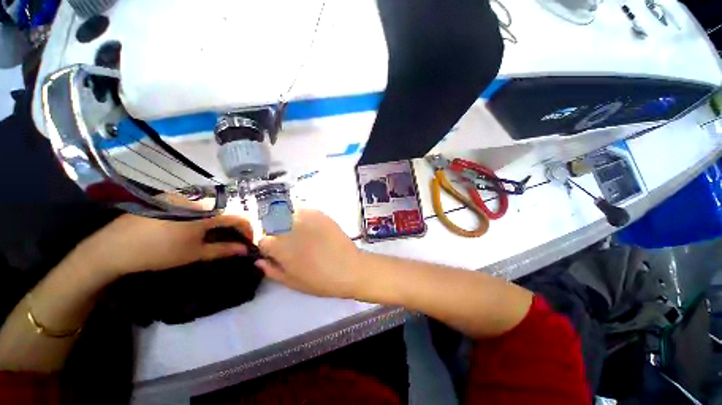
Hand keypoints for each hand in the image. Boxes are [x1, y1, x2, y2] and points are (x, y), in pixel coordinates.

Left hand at [71, 213, 253, 276]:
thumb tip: (245, 250)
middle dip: (237, 224)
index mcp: (206, 211)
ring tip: (220, 233)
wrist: (115, 247)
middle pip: (229, 208)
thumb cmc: (158, 252)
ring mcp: (185, 194)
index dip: (249, 229)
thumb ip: (224, 249)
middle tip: (236, 238)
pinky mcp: (174, 195)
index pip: (240, 216)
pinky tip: (201, 224)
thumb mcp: (194, 253)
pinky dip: (209, 213)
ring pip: (216, 204)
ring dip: (223, 218)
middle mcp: (199, 197)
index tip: (249, 241)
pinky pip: (200, 202)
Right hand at [256, 210, 362, 298]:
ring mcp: (306, 219)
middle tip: (284, 238)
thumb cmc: (319, 280)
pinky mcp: (320, 214)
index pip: (261, 239)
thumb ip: (272, 270)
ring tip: (296, 229)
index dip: (266, 245)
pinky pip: (303, 209)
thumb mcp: (292, 282)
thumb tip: (259, 261)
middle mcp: (289, 229)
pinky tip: (308, 223)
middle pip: (271, 222)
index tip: (273, 249)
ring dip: (285, 218)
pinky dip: (301, 214)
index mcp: (280, 247)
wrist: (349, 268)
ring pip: (286, 212)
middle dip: (273, 229)